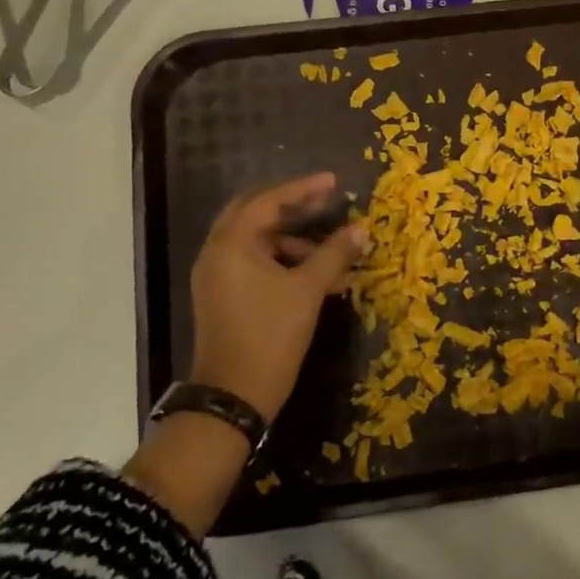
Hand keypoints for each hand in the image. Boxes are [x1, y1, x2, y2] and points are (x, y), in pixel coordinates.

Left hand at [189, 172, 367, 422]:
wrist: (234, 395)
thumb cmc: (270, 335)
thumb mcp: (308, 291)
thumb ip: (334, 254)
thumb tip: (361, 229)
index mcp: (232, 244)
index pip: (267, 201)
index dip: (302, 189)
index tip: (333, 183)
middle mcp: (217, 253)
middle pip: (255, 214)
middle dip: (293, 208)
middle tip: (325, 202)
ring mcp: (217, 276)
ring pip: (258, 243)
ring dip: (294, 242)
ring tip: (333, 254)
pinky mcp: (223, 297)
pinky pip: (255, 264)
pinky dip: (284, 263)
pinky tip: (317, 279)